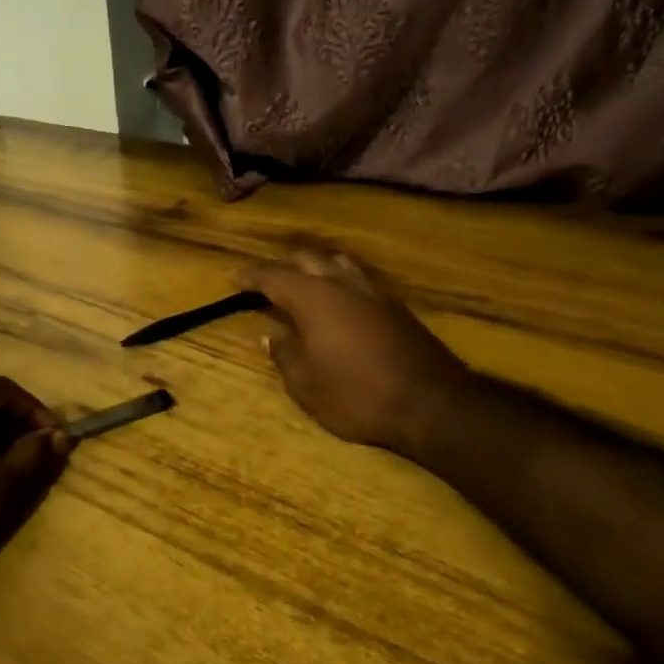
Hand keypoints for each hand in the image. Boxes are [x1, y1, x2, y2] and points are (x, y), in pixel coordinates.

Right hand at [244, 252, 470, 454]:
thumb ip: (285, 356)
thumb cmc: (357, 395)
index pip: (274, 277)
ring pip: (338, 264)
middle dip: (283, 266)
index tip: (232, 276)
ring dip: (315, 268)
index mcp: (314, 298)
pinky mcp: (396, 307)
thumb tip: (272, 338)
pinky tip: (338, 300)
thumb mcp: (307, 386)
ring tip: (302, 283)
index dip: (251, 276)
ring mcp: (374, 293)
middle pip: (307, 260)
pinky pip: (358, 280)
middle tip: (265, 281)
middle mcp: (343, 285)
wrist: (431, 403)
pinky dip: (339, 281)